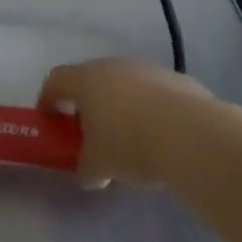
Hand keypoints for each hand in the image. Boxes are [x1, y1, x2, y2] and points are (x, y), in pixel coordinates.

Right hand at [38, 57, 222, 188]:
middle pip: (91, 79)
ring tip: (129, 136)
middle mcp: (113, 66)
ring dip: (121, 105)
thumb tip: (89, 174)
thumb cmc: (130, 144)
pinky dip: (150, 109)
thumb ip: (88, 168)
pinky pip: (154, 92)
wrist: (193, 135)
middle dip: (87, 104)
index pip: (55, 80)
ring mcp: (148, 69)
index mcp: (85, 80)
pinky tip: (160, 134)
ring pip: (125, 84)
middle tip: (90, 132)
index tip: (49, 119)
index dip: (48, 99)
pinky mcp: (178, 80)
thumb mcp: (100, 165)